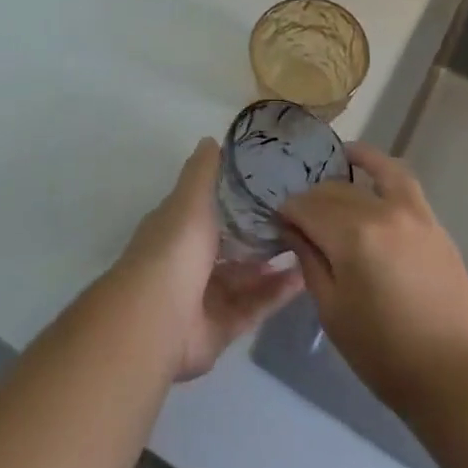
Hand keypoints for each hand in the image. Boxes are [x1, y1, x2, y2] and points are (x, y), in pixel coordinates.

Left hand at [120, 138, 303, 380]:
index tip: (269, 188)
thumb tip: (211, 139)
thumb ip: (203, 171)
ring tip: (309, 247)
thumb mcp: (190, 198)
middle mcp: (189, 262)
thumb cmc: (175, 248)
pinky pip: (253, 308)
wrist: (158, 318)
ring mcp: (204, 298)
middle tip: (298, 220)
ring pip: (245, 279)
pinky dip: (276, 294)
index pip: (208, 210)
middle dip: (259, 236)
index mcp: (178, 229)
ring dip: (273, 266)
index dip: (235, 200)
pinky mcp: (221, 328)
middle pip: (230, 247)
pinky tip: (304, 278)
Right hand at [280, 143, 467, 411]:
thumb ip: (309, 260)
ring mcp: (411, 212)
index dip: (287, 214)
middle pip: (333, 192)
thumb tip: (291, 228)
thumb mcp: (332, 310)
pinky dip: (380, 166)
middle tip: (300, 220)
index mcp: (351, 237)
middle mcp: (380, 212)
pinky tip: (365, 164)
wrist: (453, 374)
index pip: (306, 208)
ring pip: (367, 177)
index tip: (278, 224)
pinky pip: (401, 180)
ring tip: (330, 167)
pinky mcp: (431, 220)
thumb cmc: (383, 352)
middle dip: (311, 201)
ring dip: (344, 172)